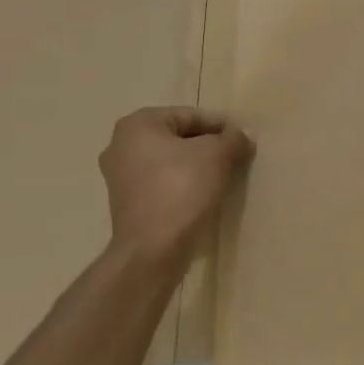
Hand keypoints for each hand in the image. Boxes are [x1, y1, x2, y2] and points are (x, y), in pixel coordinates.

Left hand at [99, 107, 254, 267]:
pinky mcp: (127, 204)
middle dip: (208, 146)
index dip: (220, 126)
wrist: (153, 249)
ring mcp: (120, 177)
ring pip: (170, 162)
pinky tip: (204, 195)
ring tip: (224, 177)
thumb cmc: (182, 188)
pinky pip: (162, 184)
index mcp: (137, 124)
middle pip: (178, 138)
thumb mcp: (218, 155)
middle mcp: (120, 145)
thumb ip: (233, 139)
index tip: (243, 140)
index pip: (190, 115)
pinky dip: (183, 185)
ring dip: (197, 166)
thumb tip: (242, 136)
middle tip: (235, 157)